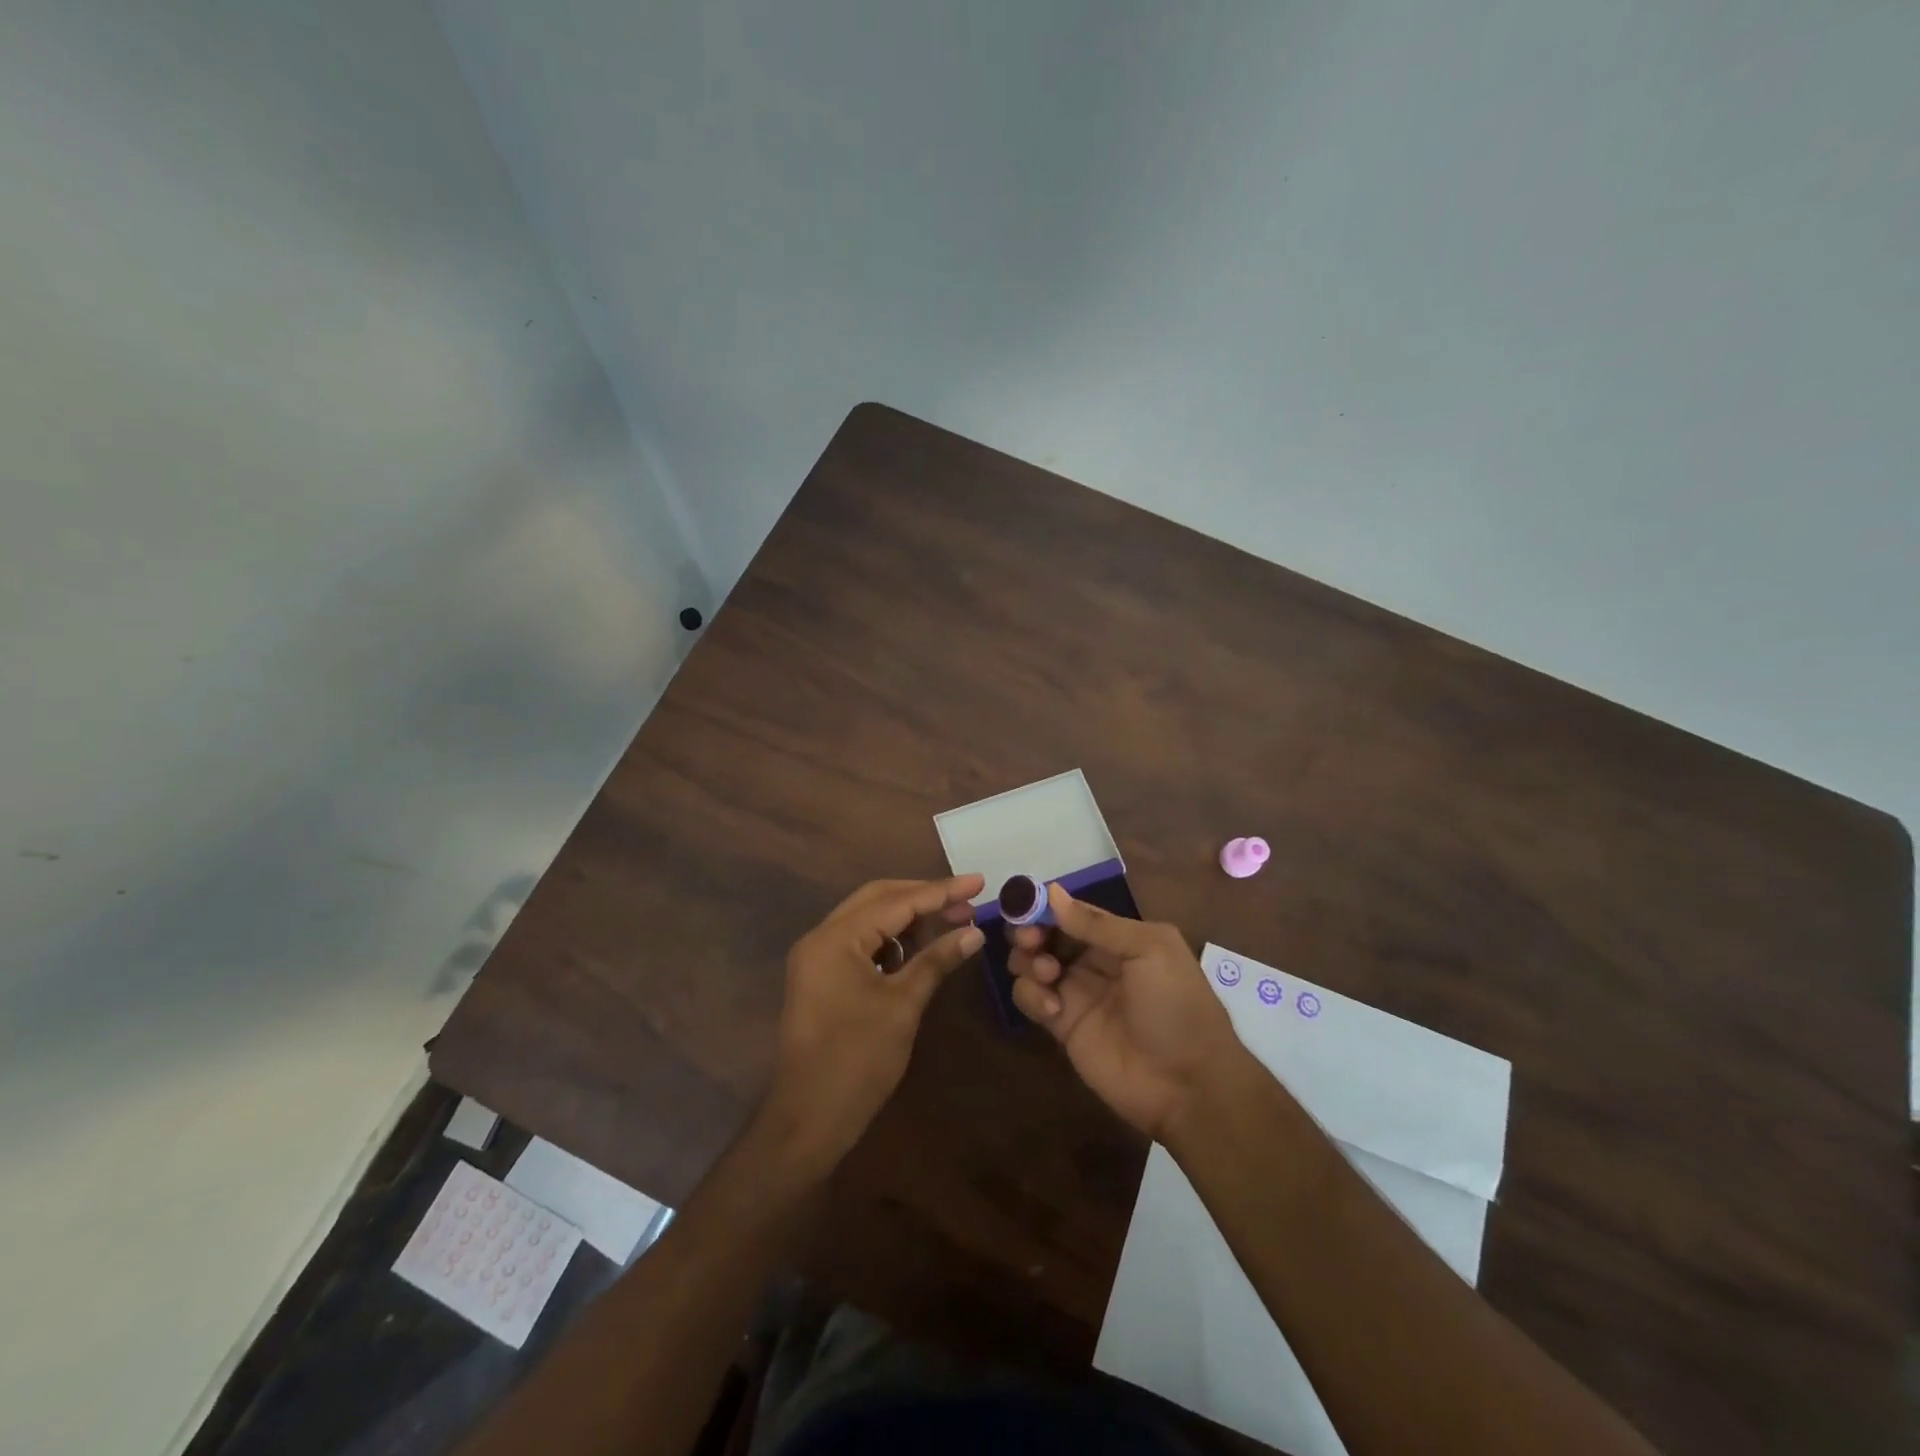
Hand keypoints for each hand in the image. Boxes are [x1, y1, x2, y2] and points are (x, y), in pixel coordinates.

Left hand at [759, 875, 984, 1174]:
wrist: (809, 1118)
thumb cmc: (858, 1060)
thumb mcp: (903, 1005)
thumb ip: (937, 960)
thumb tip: (975, 931)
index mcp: (836, 938)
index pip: (896, 901)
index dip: (941, 891)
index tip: (979, 882)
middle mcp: (821, 937)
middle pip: (878, 898)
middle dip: (924, 896)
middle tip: (967, 899)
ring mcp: (818, 956)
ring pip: (869, 918)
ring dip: (908, 916)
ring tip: (951, 920)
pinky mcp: (822, 976)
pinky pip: (860, 941)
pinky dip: (891, 939)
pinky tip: (919, 947)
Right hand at [1008, 884, 1244, 1140]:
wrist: (1188, 1084)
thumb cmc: (1176, 1005)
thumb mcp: (1150, 951)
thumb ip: (1098, 924)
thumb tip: (1052, 892)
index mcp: (1119, 938)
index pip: (1073, 913)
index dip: (1047, 906)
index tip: (1025, 904)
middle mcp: (1094, 961)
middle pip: (1047, 935)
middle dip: (1030, 931)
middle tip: (1030, 940)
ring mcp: (1076, 994)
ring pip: (1032, 964)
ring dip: (1028, 961)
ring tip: (1047, 974)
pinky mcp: (1061, 1026)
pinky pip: (1031, 999)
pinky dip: (1031, 996)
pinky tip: (1053, 1009)